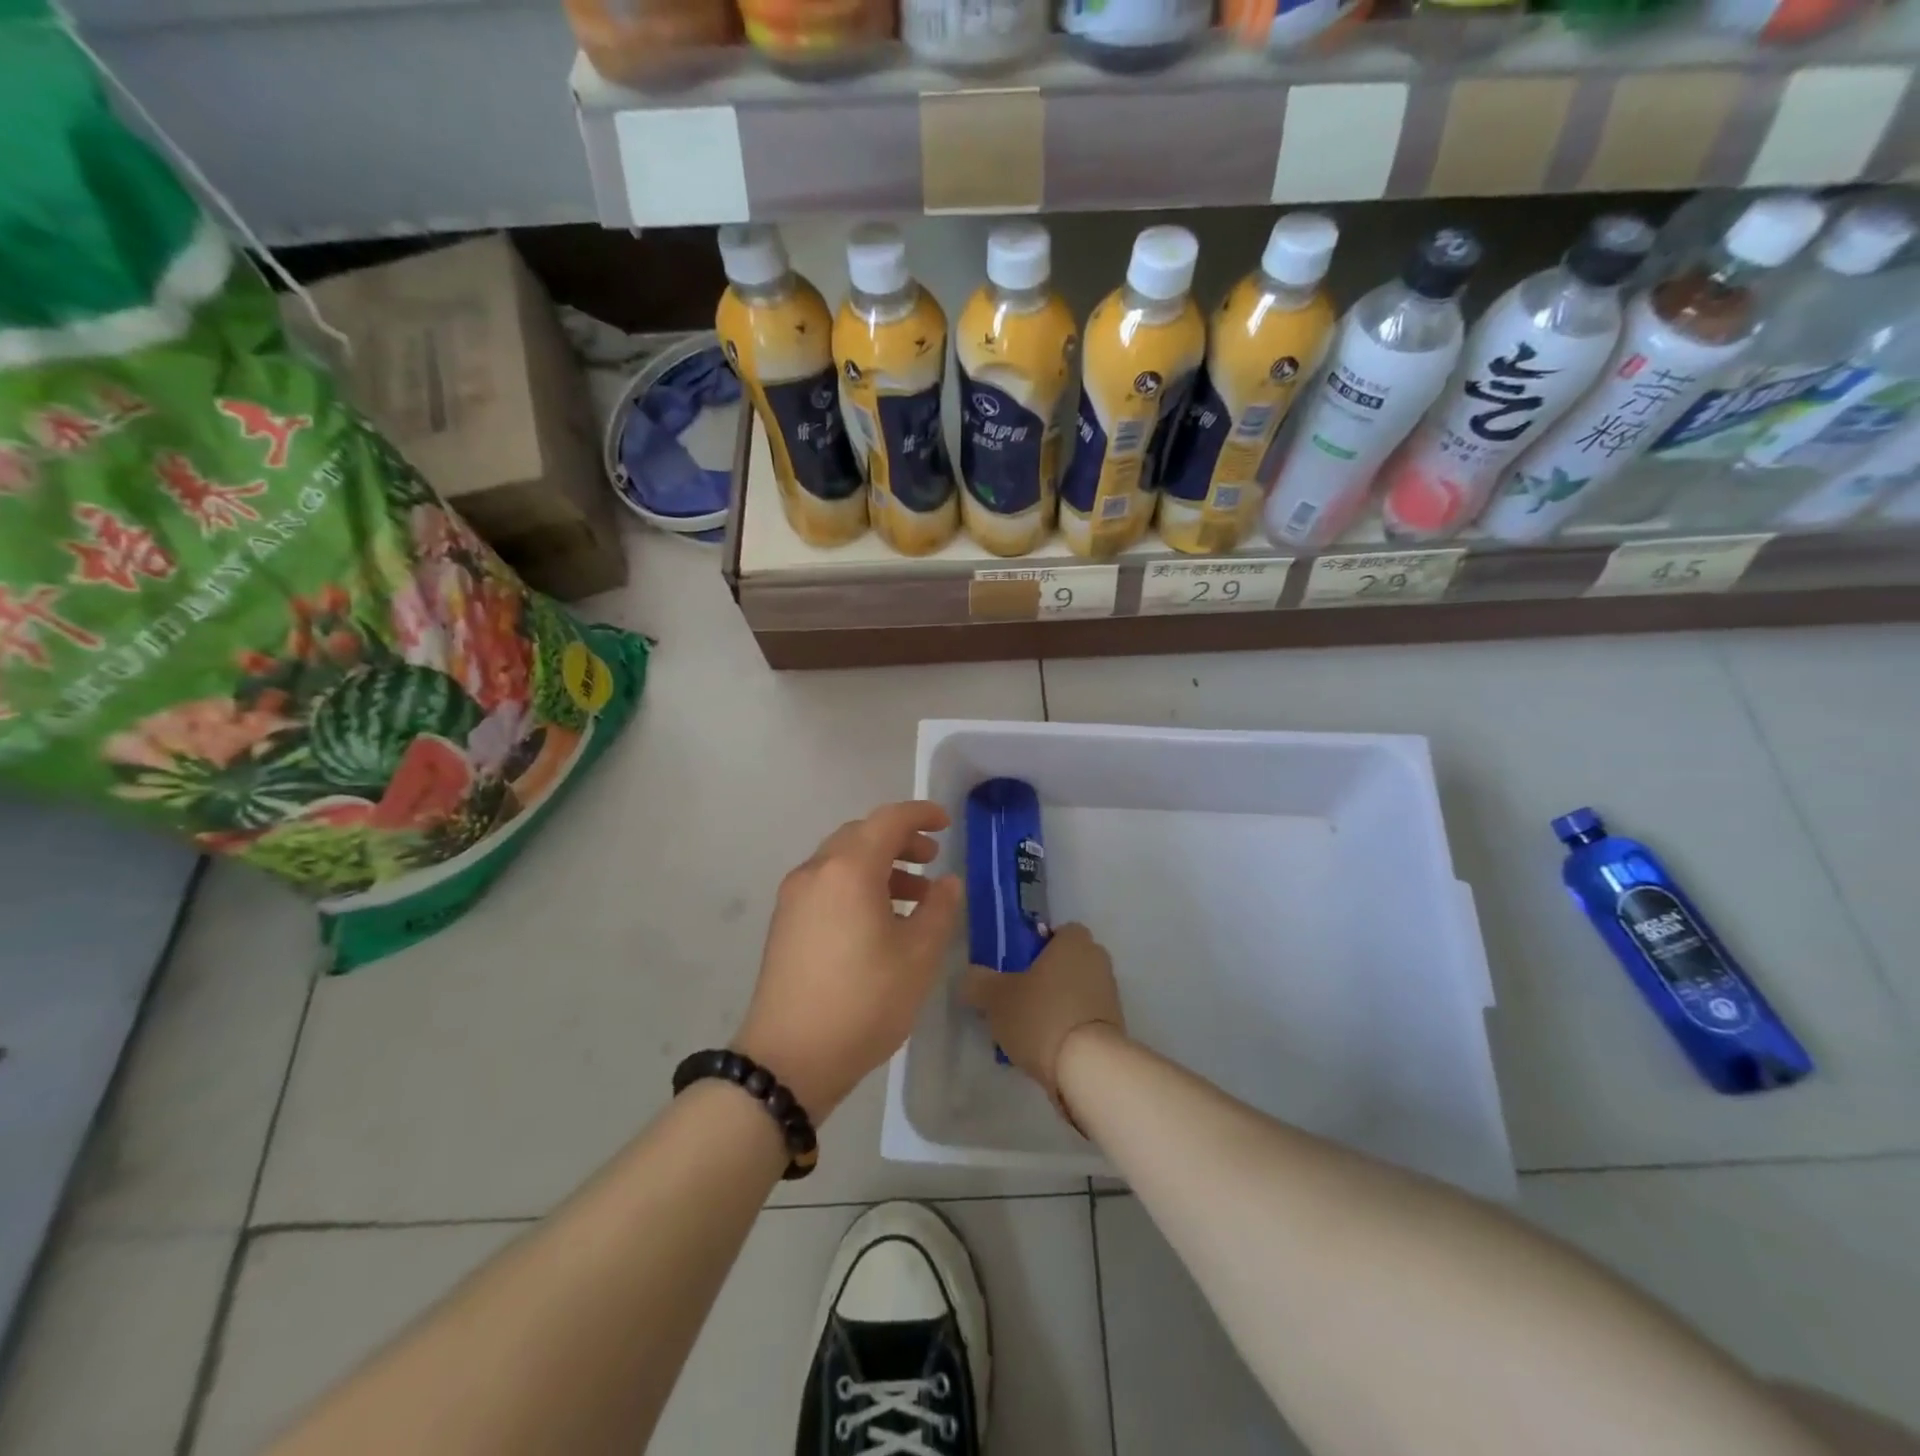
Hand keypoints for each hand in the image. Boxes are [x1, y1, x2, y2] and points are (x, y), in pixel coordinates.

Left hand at [734, 801, 962, 1118]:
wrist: (788, 1058)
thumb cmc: (863, 1001)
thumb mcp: (918, 957)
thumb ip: (939, 910)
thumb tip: (948, 883)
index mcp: (849, 870)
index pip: (888, 821)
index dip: (920, 815)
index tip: (946, 822)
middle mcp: (816, 871)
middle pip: (861, 835)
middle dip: (900, 840)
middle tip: (931, 859)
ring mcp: (794, 897)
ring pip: (842, 861)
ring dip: (880, 866)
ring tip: (914, 895)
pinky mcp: (785, 923)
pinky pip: (828, 885)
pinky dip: (857, 885)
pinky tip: (879, 920)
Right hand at [960, 923, 1125, 1118]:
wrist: (1089, 1068)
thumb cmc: (1041, 1015)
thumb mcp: (995, 997)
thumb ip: (979, 982)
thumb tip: (971, 979)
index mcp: (1074, 942)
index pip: (1060, 931)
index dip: (1039, 946)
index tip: (1018, 965)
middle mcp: (1097, 961)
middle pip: (1067, 962)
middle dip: (1047, 977)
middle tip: (1018, 997)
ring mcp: (1110, 996)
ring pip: (1076, 992)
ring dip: (1057, 1005)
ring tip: (1028, 1031)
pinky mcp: (1114, 1028)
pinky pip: (1084, 1019)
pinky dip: (1068, 1029)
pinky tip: (1046, 1050)